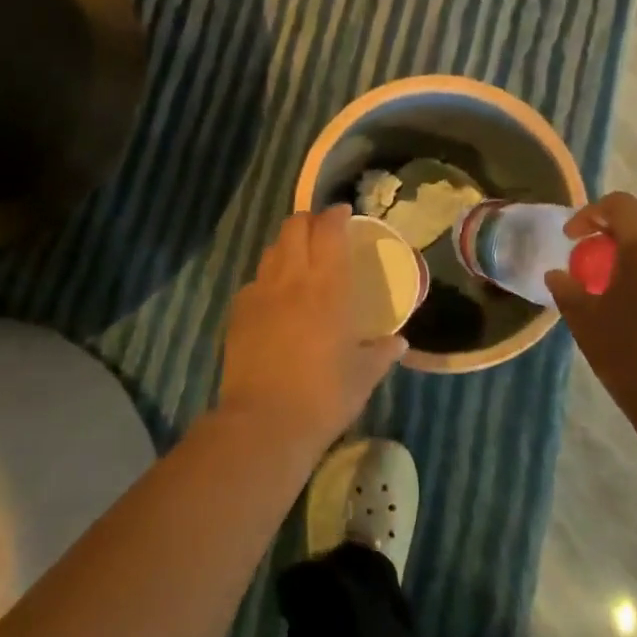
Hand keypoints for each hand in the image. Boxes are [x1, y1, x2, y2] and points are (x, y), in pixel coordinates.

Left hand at [218, 206, 407, 453]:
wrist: (264, 423)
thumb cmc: (324, 396)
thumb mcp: (363, 376)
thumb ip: (382, 353)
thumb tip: (398, 342)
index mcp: (328, 286)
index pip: (329, 230)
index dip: (336, 215)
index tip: (344, 213)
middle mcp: (292, 278)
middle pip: (294, 227)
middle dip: (309, 221)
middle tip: (322, 232)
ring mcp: (260, 293)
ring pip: (272, 249)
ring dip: (287, 245)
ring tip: (299, 259)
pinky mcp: (239, 312)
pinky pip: (255, 281)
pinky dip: (268, 278)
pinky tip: (275, 298)